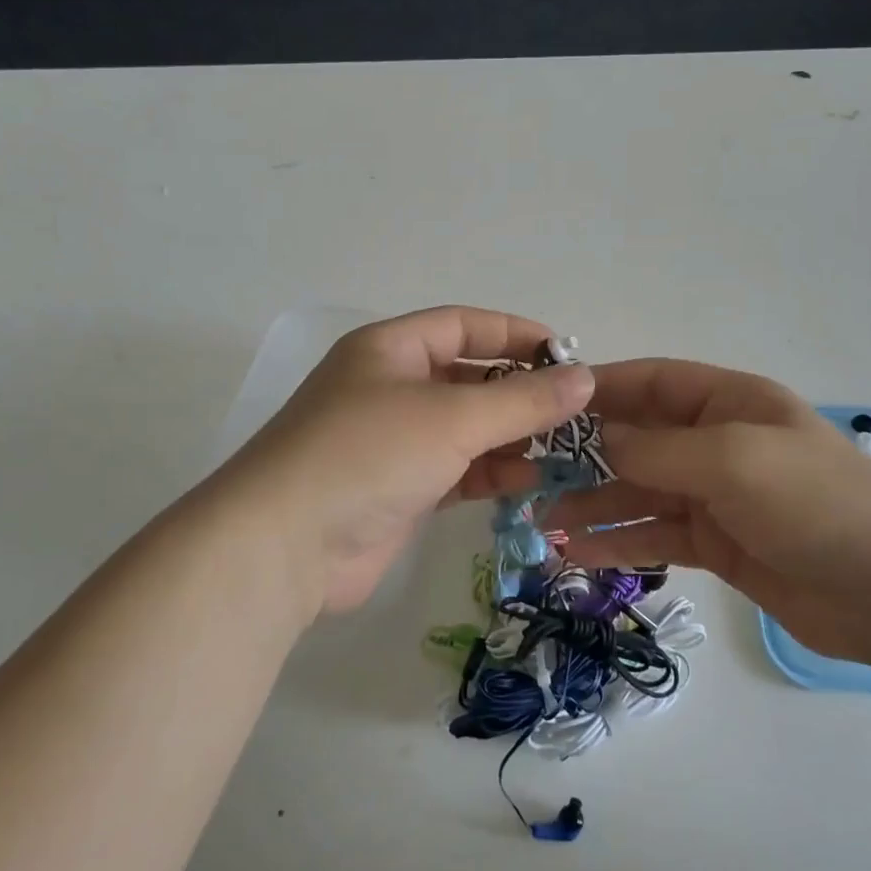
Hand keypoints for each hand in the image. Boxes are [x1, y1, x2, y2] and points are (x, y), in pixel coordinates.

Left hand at [204, 307, 594, 620]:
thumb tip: (586, 379)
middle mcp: (389, 388)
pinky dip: (488, 472)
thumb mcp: (453, 417)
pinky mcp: (396, 490)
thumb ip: (523, 400)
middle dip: (518, 391)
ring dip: (509, 435)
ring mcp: (391, 441)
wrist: (284, 545)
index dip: (515, 334)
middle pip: (466, 377)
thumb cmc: (369, 454)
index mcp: (390, 349)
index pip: (463, 325)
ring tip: (560, 448)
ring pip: (463, 427)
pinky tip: (526, 481)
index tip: (566, 356)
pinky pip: (454, 470)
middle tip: (572, 410)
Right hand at [533, 360, 870, 666]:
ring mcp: (714, 495)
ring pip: (638, 492)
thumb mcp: (734, 460)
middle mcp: (716, 442)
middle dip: (585, 455)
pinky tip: (578, 554)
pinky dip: (618, 542)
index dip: (601, 389)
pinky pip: (654, 535)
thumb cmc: (816, 503)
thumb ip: (660, 449)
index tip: (546, 403)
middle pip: (637, 439)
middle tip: (530, 473)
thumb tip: (600, 441)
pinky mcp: (715, 544)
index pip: (652, 382)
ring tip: (543, 522)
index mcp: (728, 402)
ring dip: (593, 504)